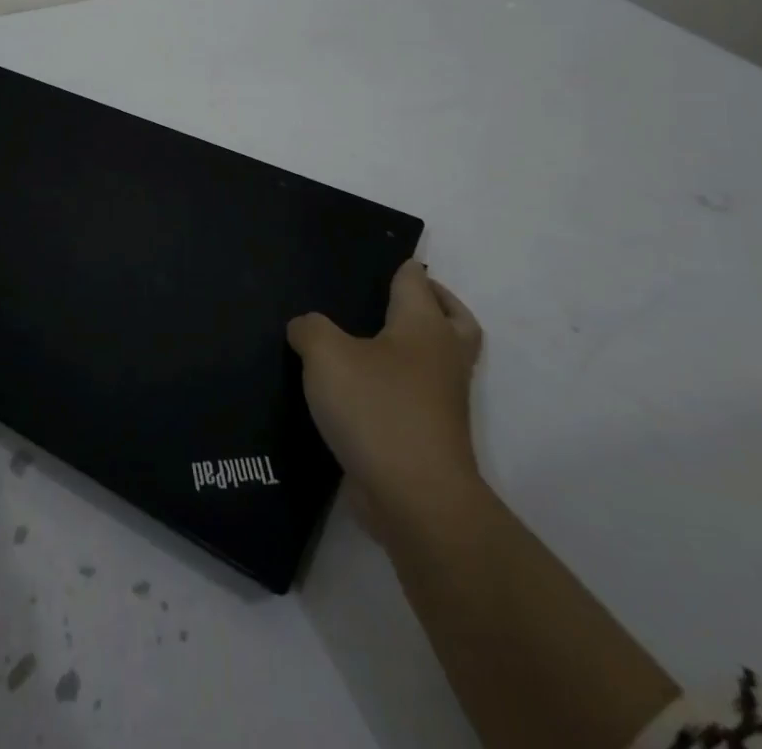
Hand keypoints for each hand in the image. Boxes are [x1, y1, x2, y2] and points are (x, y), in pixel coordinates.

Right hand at [287, 261, 484, 532]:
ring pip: (438, 361)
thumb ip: (311, 329)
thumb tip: (307, 328)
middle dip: (434, 303)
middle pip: (453, 318)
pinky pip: (418, 397)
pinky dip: (399, 387)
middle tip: (395, 298)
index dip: (398, 265)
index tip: (371, 261)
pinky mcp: (431, 436)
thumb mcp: (326, 355)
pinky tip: (357, 391)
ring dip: (417, 348)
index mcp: (424, 326)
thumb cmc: (377, 409)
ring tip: (368, 343)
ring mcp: (443, 401)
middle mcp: (442, 357)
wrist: (415, 499)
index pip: (415, 279)